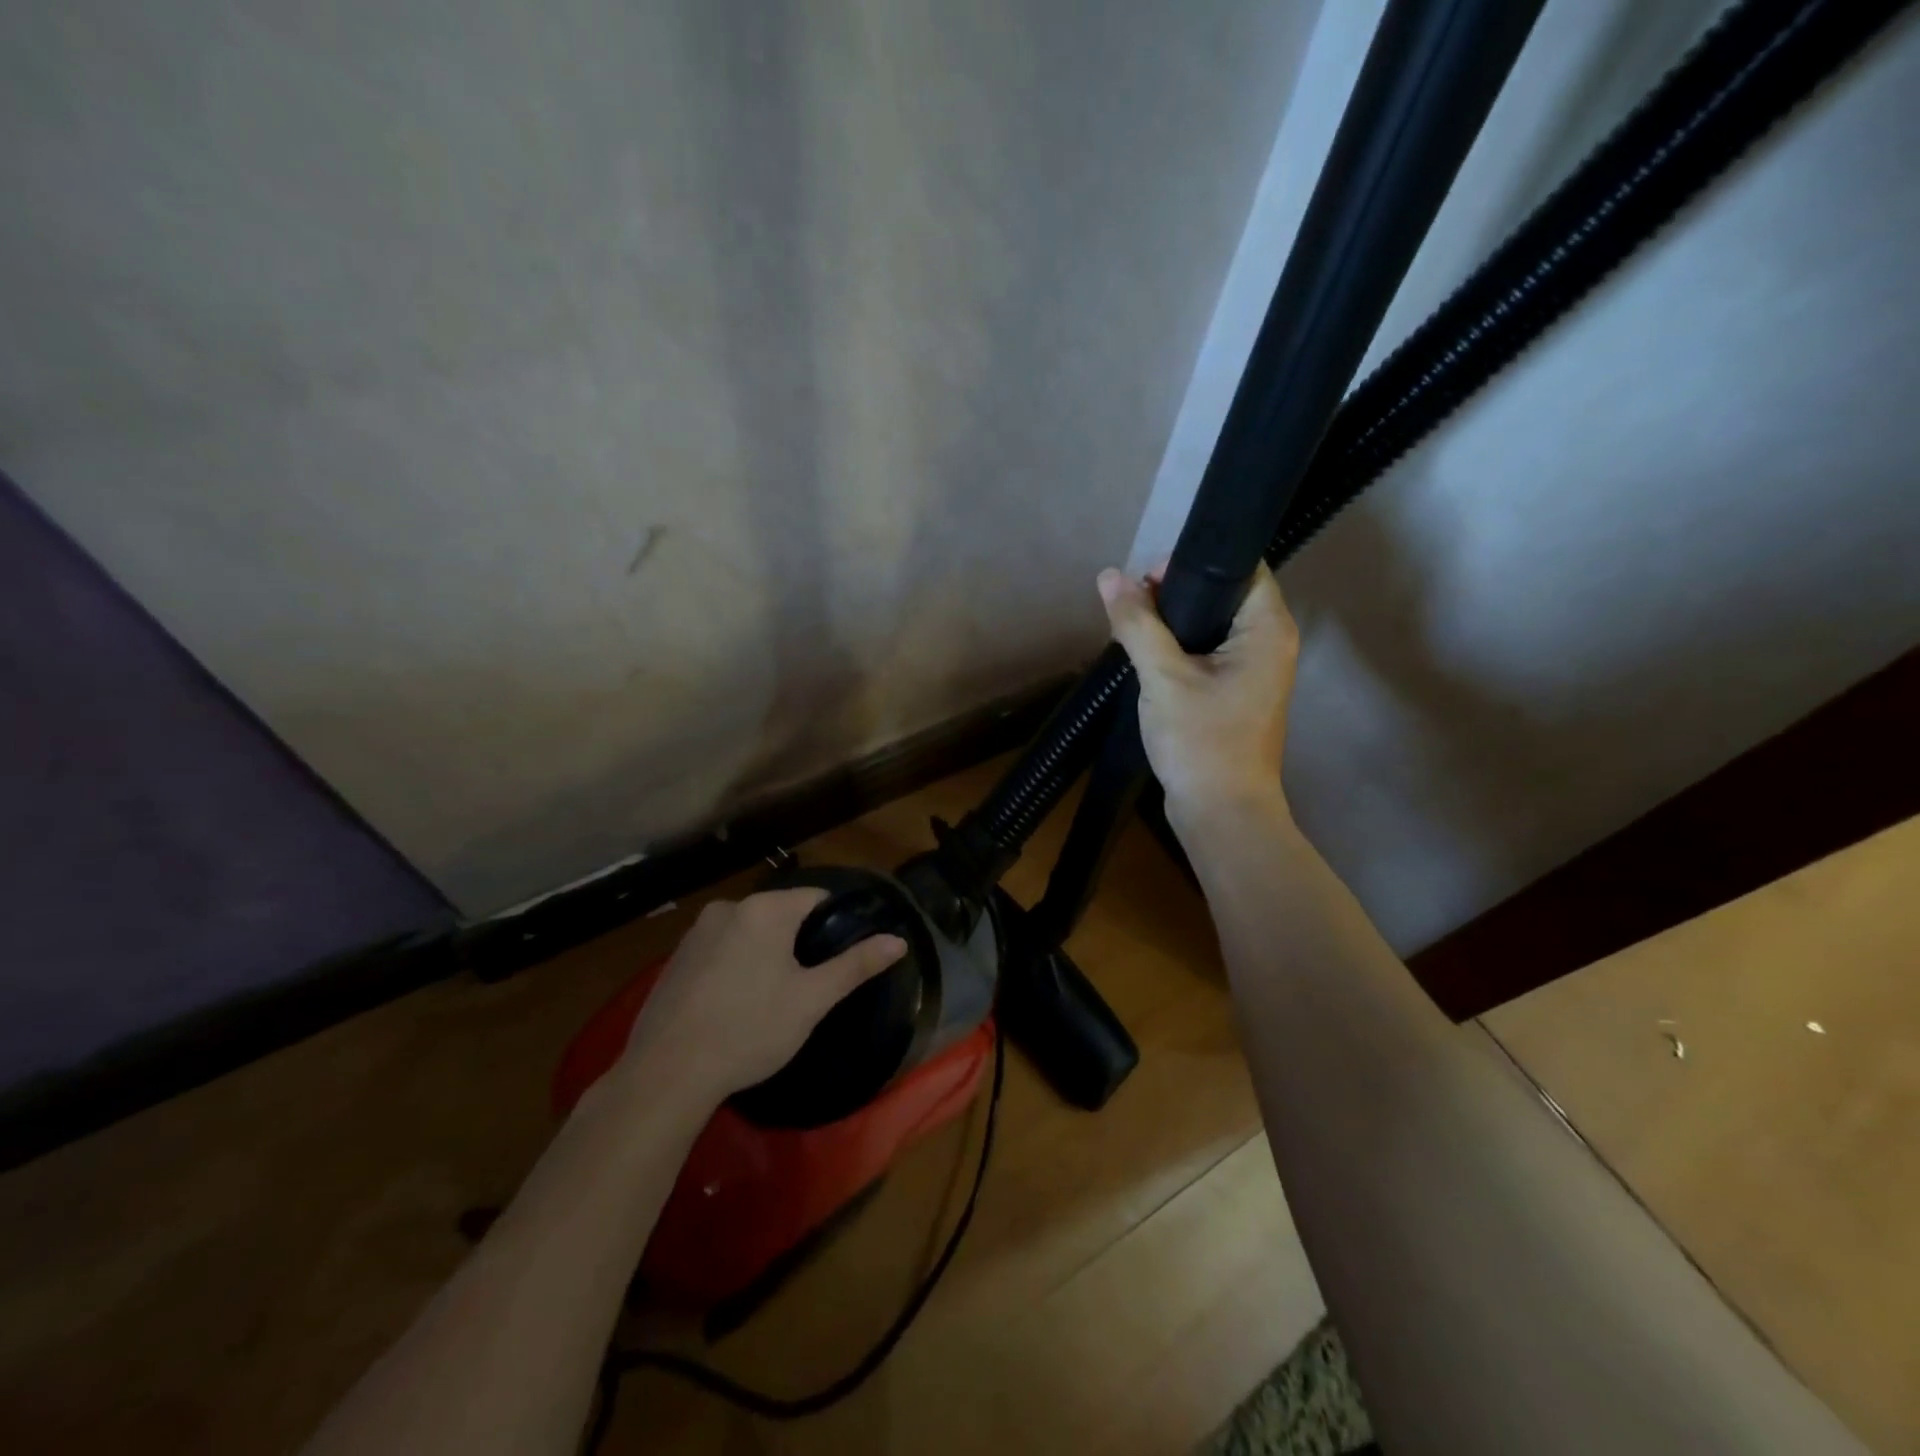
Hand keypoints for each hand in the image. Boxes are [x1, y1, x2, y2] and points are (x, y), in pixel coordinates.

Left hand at [617, 890, 907, 1105]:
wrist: (667, 1073)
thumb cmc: (750, 1029)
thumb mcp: (811, 1000)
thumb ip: (855, 965)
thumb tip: (899, 940)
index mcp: (765, 909)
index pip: (815, 898)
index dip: (833, 924)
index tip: (838, 957)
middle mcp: (728, 908)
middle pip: (780, 913)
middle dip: (797, 941)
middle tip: (807, 984)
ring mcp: (696, 932)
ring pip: (748, 932)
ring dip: (764, 953)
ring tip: (771, 998)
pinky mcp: (675, 957)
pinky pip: (720, 949)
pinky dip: (735, 965)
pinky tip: (734, 1003)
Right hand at [1097, 563, 1298, 825]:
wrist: (1221, 812)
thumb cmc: (1201, 740)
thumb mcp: (1162, 677)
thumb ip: (1137, 623)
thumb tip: (1109, 576)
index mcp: (1267, 629)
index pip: (1240, 568)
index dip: (1193, 563)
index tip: (1148, 577)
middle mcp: (1269, 643)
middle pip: (1223, 594)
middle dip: (1176, 592)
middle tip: (1133, 604)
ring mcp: (1254, 670)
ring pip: (1212, 625)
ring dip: (1173, 622)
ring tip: (1133, 626)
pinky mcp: (1237, 692)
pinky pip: (1208, 653)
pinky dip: (1179, 648)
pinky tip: (1147, 654)